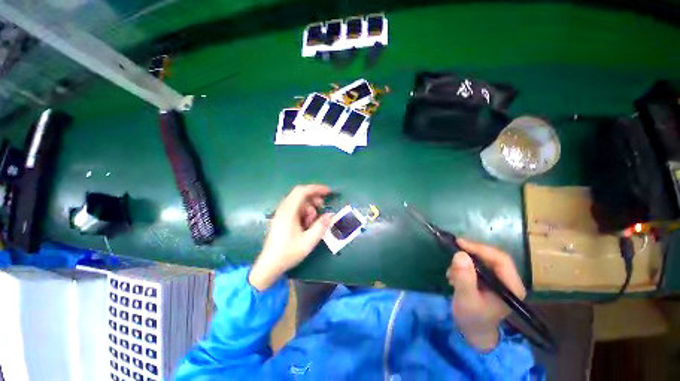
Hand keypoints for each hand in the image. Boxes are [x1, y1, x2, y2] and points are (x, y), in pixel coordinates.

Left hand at [249, 184, 332, 290]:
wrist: (269, 265)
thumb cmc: (288, 253)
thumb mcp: (309, 241)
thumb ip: (321, 226)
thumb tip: (331, 214)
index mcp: (289, 212)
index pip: (302, 191)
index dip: (317, 188)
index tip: (328, 192)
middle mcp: (283, 209)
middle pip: (300, 194)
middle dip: (314, 198)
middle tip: (322, 206)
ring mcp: (281, 213)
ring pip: (298, 202)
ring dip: (309, 207)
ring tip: (313, 221)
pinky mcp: (281, 218)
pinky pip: (295, 208)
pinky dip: (304, 212)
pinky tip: (306, 224)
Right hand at [446, 238, 525, 350]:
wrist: (473, 332)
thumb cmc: (472, 318)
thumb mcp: (466, 299)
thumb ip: (464, 278)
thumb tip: (460, 254)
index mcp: (511, 287)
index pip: (500, 259)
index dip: (480, 248)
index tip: (459, 243)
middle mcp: (509, 280)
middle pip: (492, 257)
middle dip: (471, 254)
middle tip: (452, 251)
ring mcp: (499, 280)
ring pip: (483, 260)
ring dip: (465, 262)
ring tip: (451, 273)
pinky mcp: (489, 280)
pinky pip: (477, 265)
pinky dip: (463, 266)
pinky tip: (454, 276)